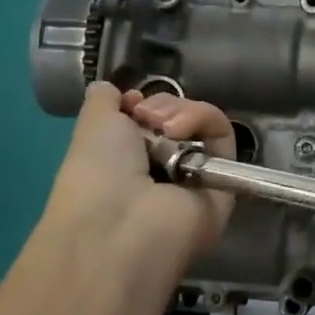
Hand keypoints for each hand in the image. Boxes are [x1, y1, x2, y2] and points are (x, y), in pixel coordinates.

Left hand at [40, 83, 235, 297]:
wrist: (120, 225)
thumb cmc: (95, 176)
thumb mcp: (90, 126)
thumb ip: (103, 101)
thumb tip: (115, 90)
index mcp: (127, 165)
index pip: (150, 122)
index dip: (143, 103)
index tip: (130, 103)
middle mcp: (162, 172)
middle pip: (179, 119)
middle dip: (162, 105)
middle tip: (145, 117)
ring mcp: (194, 180)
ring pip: (203, 125)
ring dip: (183, 112)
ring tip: (164, 127)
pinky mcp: (223, 184)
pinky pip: (224, 138)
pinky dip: (205, 122)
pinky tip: (179, 132)